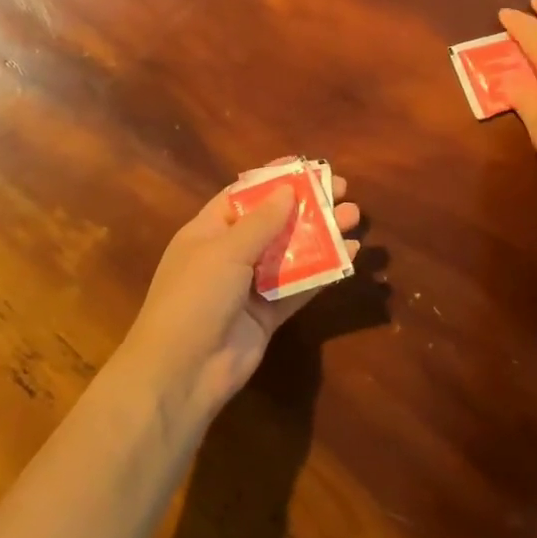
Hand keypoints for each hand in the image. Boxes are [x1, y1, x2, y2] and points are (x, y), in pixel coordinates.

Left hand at [117, 167, 360, 425]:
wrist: (182, 371)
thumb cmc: (195, 297)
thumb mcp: (225, 251)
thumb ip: (261, 221)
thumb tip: (287, 190)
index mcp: (208, 231)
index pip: (244, 195)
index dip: (274, 179)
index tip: (308, 166)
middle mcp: (229, 254)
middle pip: (273, 222)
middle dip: (307, 205)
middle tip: (343, 190)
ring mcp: (249, 286)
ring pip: (291, 252)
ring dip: (321, 234)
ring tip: (354, 216)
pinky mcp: (268, 314)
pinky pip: (299, 286)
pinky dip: (324, 270)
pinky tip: (350, 254)